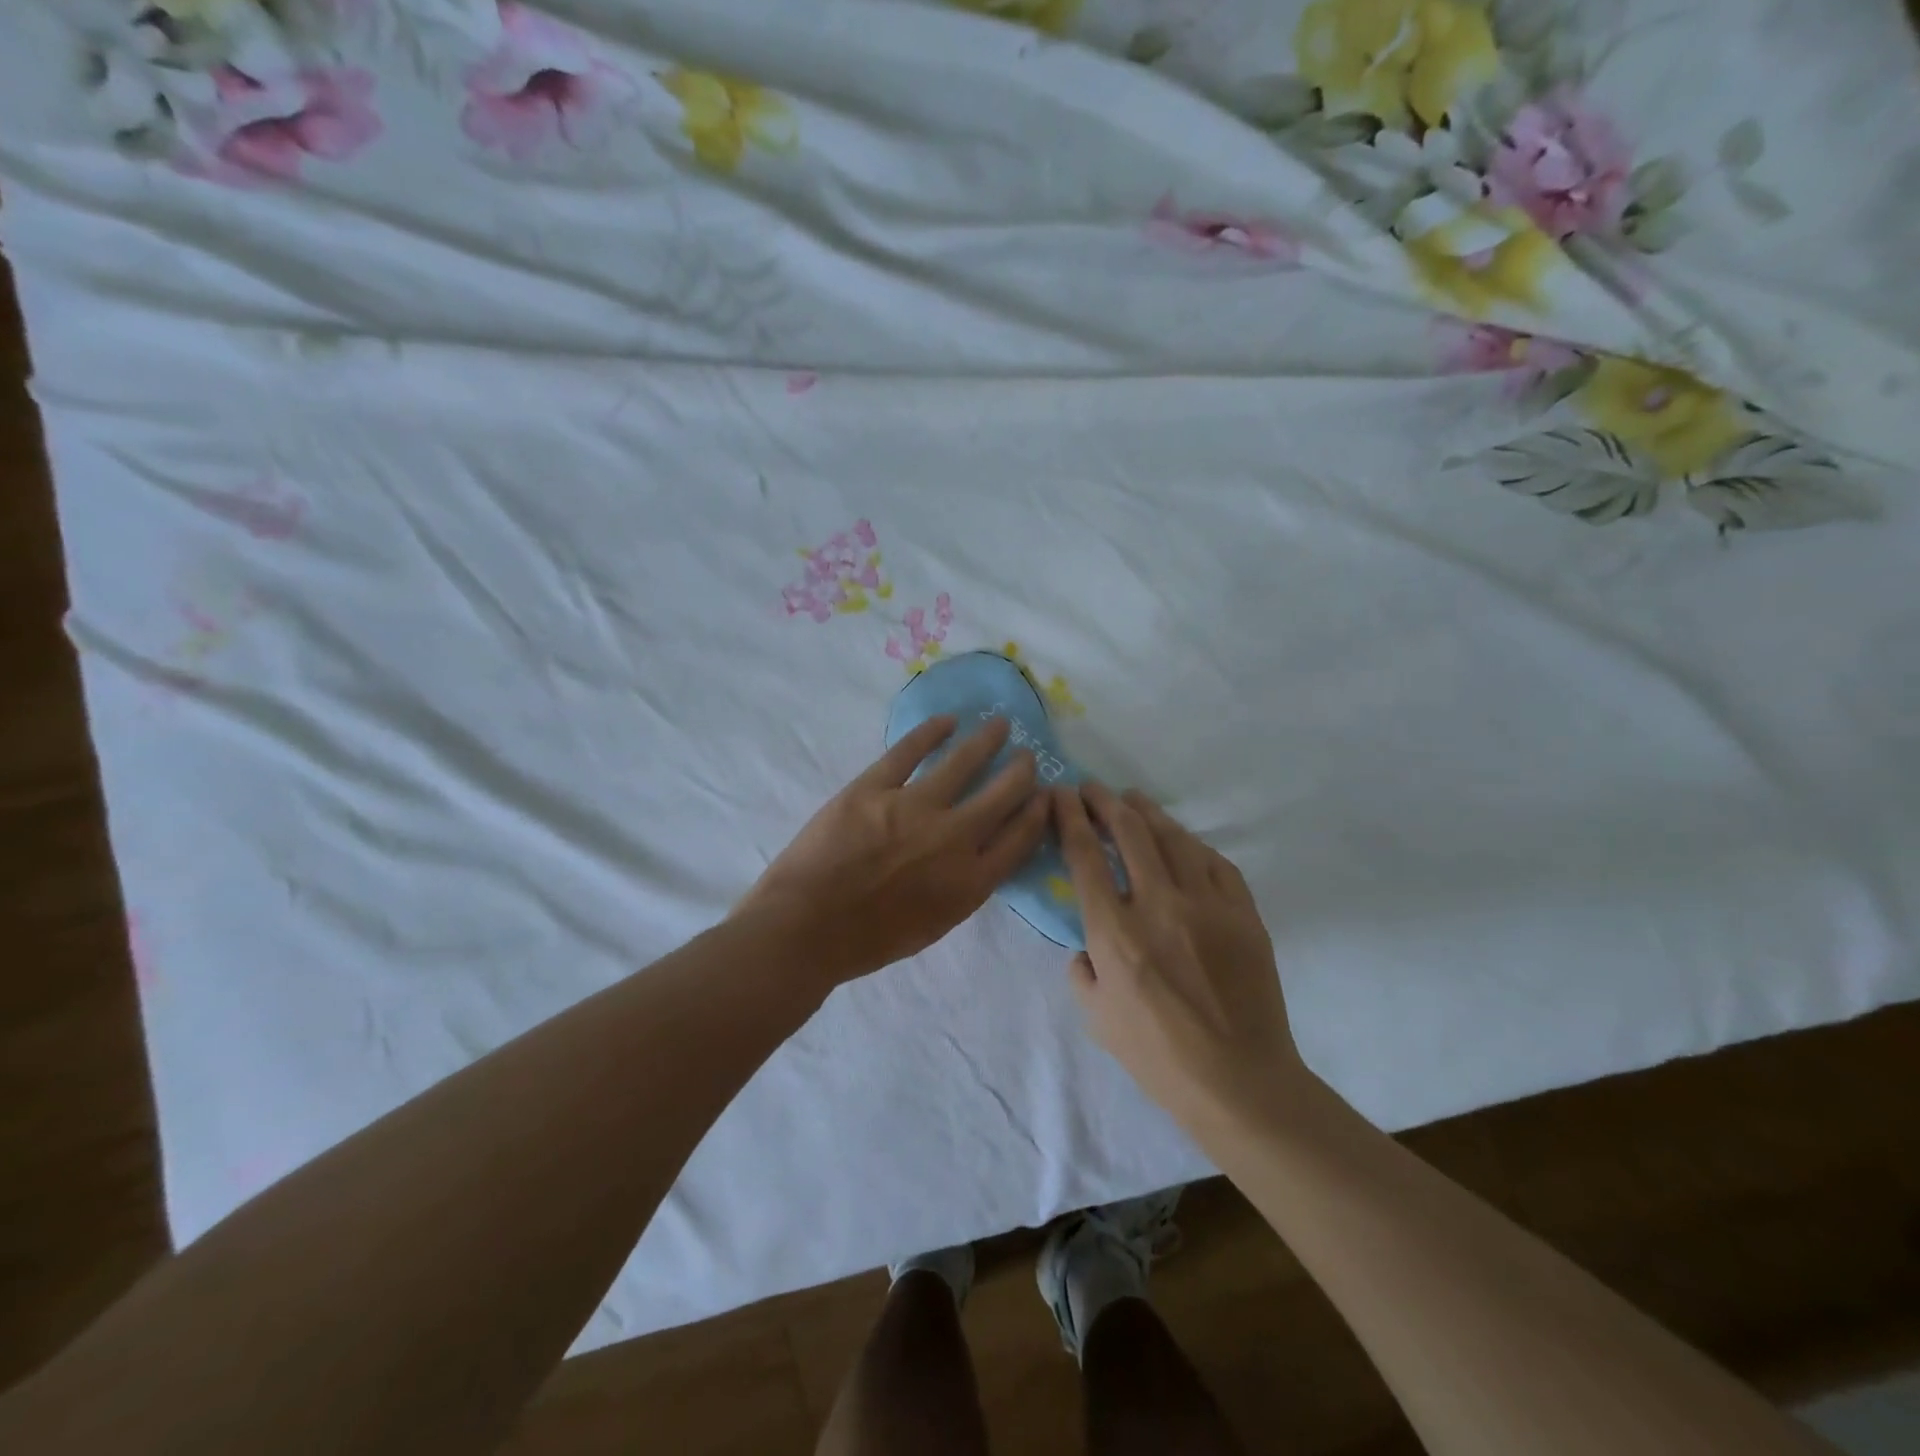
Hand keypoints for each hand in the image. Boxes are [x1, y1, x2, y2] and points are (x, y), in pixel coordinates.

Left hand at [738, 715, 1049, 986]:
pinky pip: (908, 751)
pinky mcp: (874, 787)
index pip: (1020, 838)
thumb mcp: (932, 926)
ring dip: (986, 741)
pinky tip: (947, 721)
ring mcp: (914, 807)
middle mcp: (954, 838)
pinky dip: (931, 732)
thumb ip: (961, 889)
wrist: (806, 929)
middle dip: (1021, 772)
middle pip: (1002, 794)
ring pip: (962, 763)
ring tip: (1000, 725)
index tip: (1046, 795)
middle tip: (1027, 756)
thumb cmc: (866, 942)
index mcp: (970, 881)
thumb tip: (975, 857)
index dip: (1038, 813)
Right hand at [1055, 784, 1304, 1123]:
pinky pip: (1215, 862)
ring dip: (1148, 812)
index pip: (1086, 856)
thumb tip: (1087, 947)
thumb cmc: (1158, 1056)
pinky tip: (1182, 841)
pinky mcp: (1243, 913)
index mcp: (1115, 933)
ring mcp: (1207, 905)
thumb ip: (1083, 972)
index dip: (1070, 817)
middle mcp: (1158, 905)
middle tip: (1092, 788)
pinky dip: (1192, 845)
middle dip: (1105, 802)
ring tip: (1132, 799)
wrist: (1238, 1081)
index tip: (1061, 795)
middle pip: (1129, 832)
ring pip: (1174, 838)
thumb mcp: (1097, 1019)